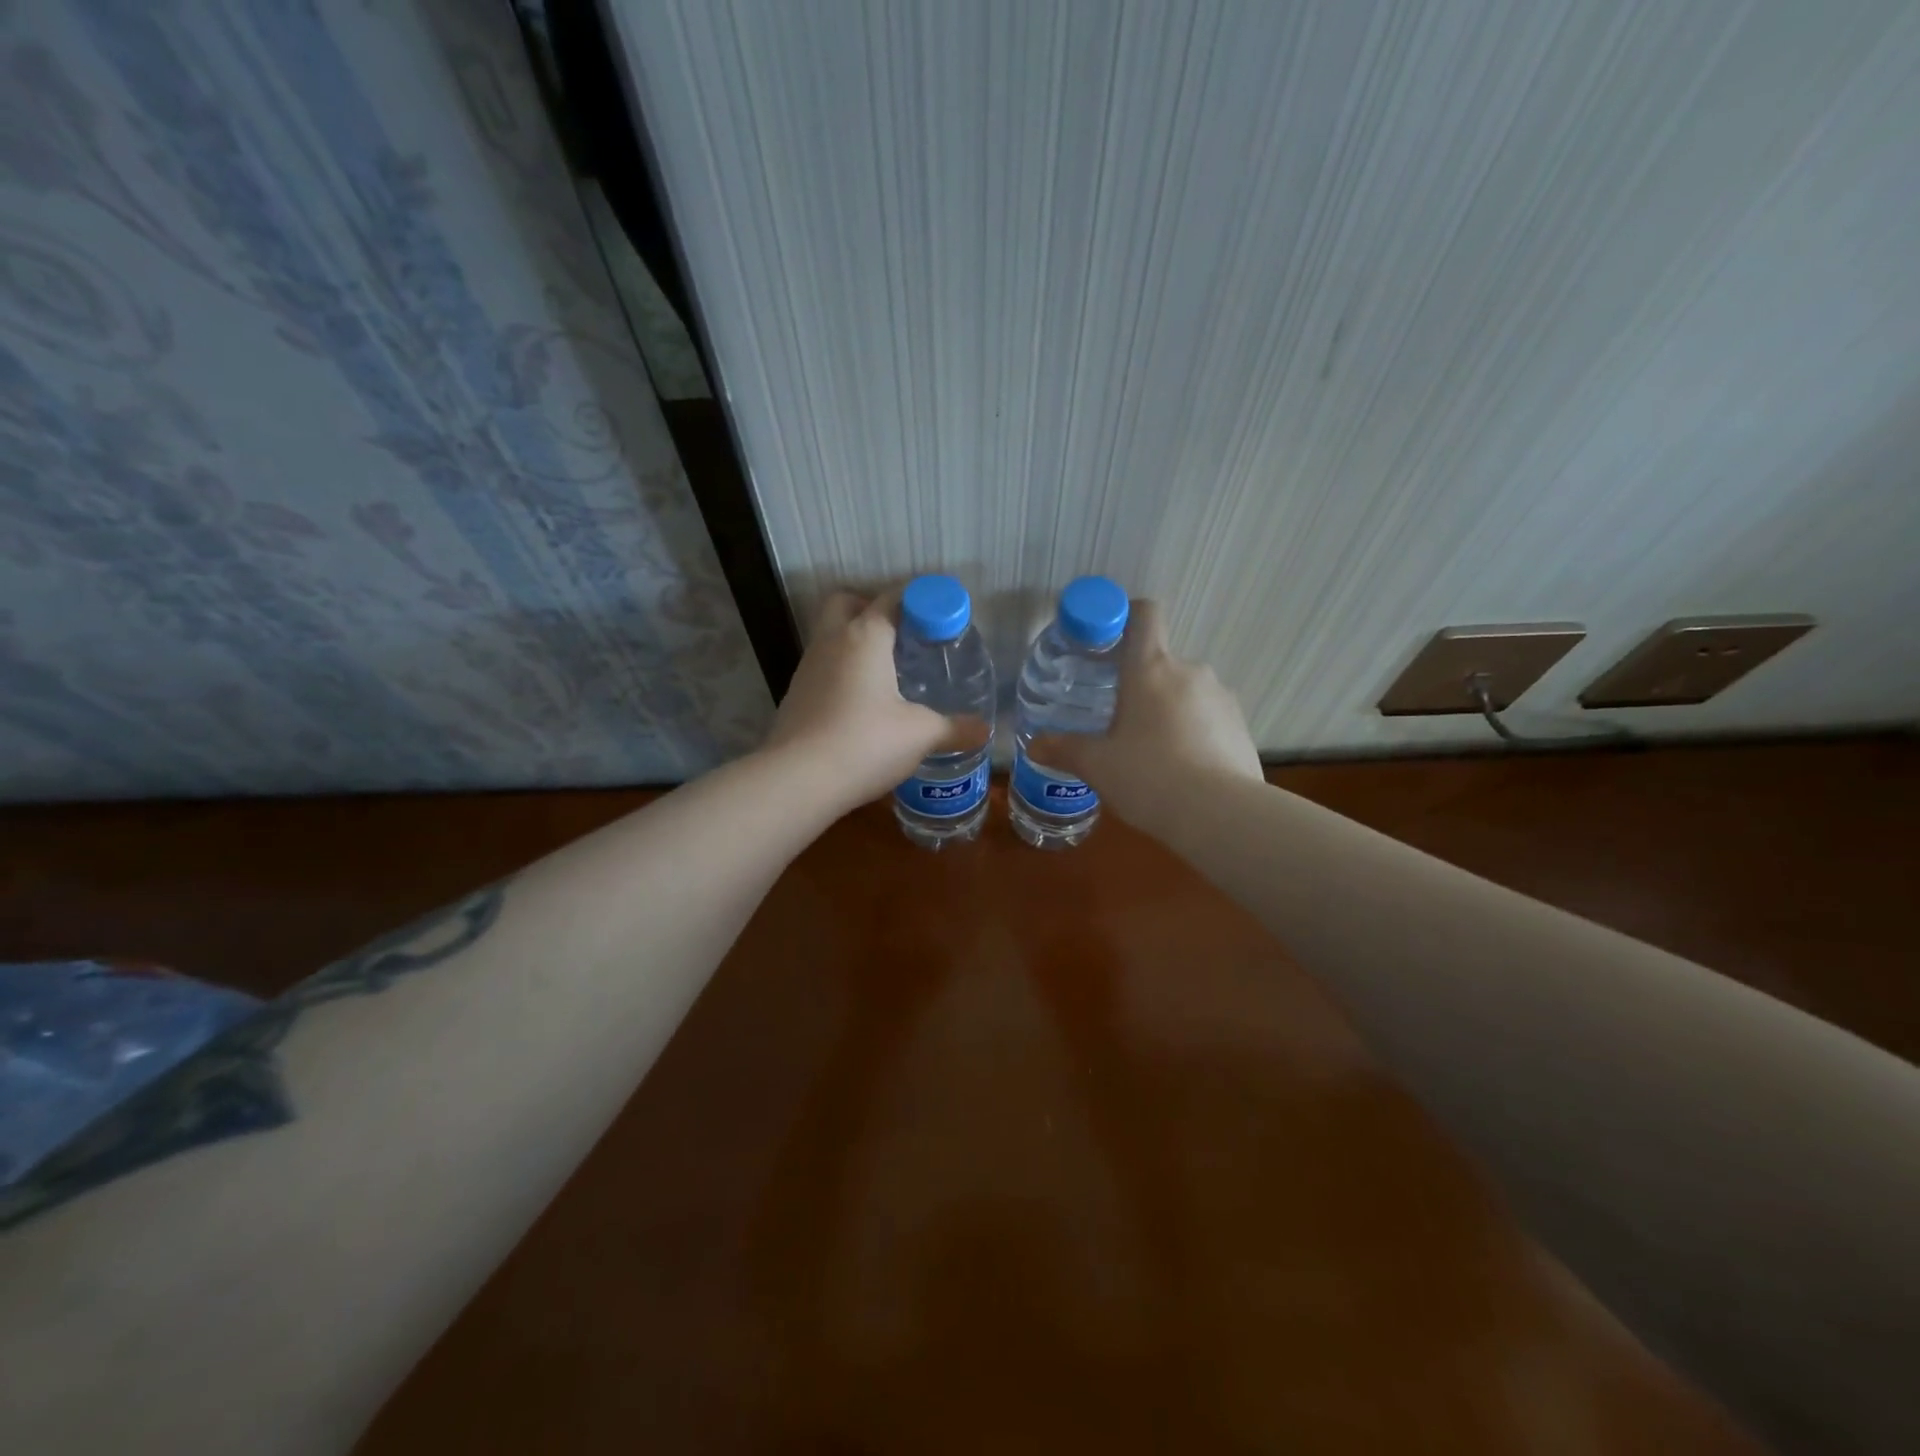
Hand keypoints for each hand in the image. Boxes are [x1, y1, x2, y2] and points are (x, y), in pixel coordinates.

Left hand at [762, 589, 968, 811]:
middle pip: (846, 602)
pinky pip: (822, 668)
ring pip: (829, 636)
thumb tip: (984, 729)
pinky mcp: (795, 696)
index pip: (892, 598)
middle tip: (901, 634)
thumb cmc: (866, 743)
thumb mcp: (920, 735)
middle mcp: (832, 642)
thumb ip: (954, 728)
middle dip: (871, 607)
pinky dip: (841, 673)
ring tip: (886, 672)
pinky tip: (861, 703)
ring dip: (854, 642)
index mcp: (865, 637)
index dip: (919, 600)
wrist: (798, 780)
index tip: (940, 616)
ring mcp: (807, 668)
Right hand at [1030, 600, 1261, 829]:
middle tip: (1119, 722)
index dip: (1126, 615)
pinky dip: (1194, 733)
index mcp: (1150, 668)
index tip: (1107, 641)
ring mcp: (1221, 697)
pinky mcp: (1242, 726)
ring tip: (1153, 753)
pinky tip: (1183, 770)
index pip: (1144, 614)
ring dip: (1168, 711)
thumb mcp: (1097, 766)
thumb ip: (1064, 750)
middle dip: (1140, 686)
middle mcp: (1190, 671)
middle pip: (1160, 662)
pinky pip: (1209, 718)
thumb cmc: (1148, 777)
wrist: (1221, 815)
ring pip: (1186, 692)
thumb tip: (1034, 745)